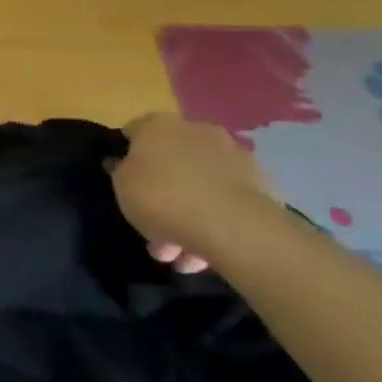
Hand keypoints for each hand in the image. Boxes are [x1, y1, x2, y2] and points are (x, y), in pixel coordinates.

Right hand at [112, 113, 284, 272]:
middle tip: (153, 231)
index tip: (125, 184)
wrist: (233, 225)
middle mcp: (196, 131)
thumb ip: (120, 172)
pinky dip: (215, 222)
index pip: (135, 132)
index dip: (127, 157)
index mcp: (159, 125)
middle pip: (171, 162)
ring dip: (188, 216)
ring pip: (200, 186)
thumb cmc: (163, 198)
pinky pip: (225, 202)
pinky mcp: (260, 184)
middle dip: (162, 195)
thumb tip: (123, 164)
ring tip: (181, 257)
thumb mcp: (122, 186)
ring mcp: (232, 156)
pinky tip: (207, 254)